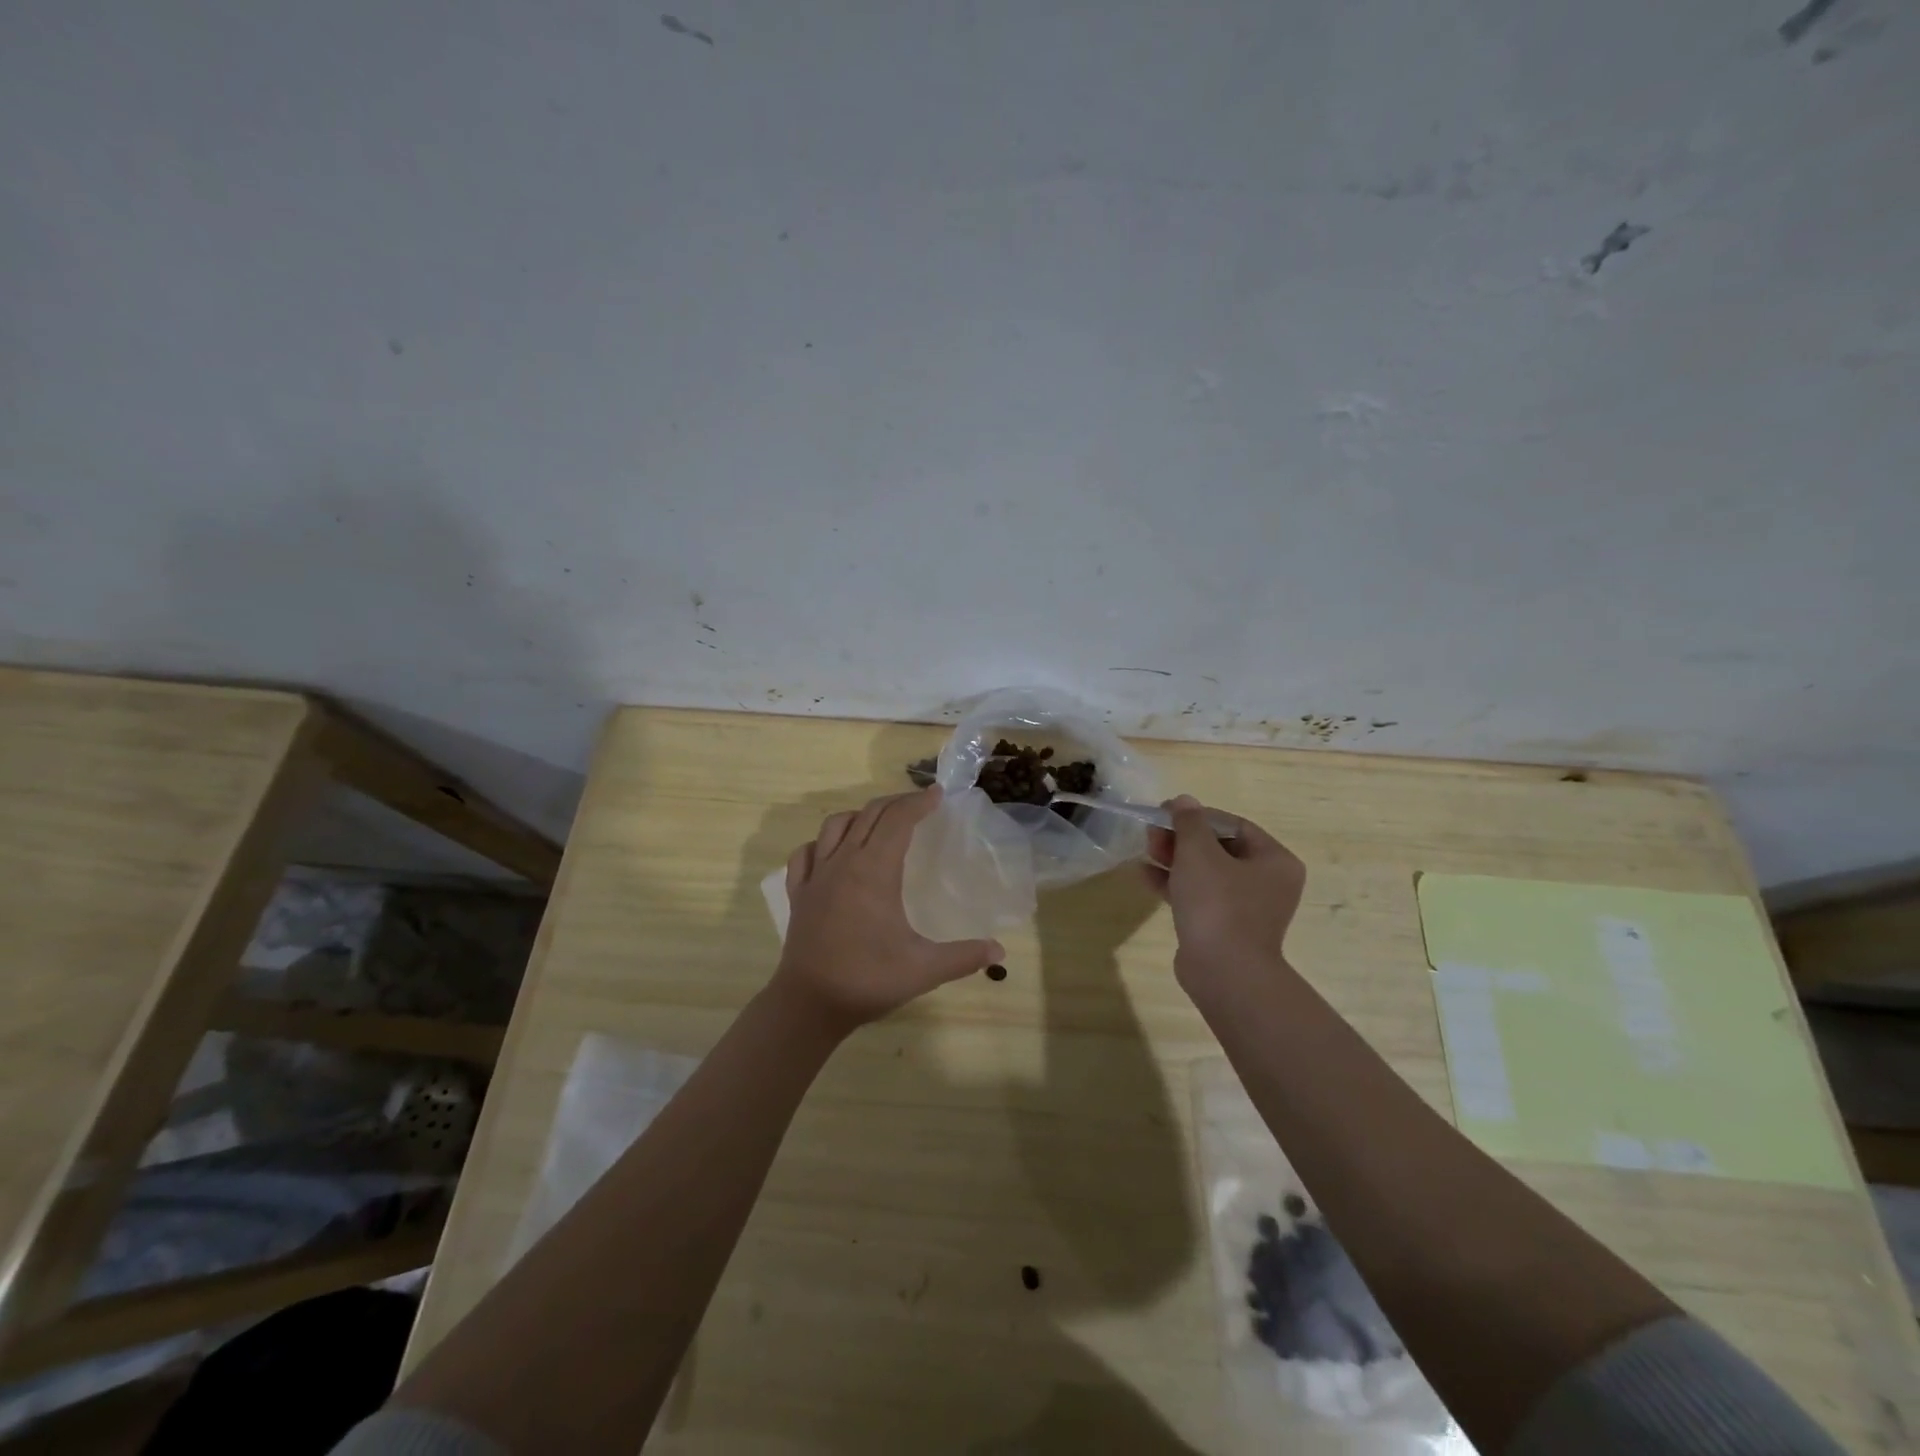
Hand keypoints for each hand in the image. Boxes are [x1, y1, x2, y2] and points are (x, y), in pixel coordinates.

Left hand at [772, 787, 1004, 1035]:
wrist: (808, 1004)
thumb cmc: (867, 980)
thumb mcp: (923, 969)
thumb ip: (964, 957)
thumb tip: (999, 951)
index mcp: (874, 871)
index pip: (898, 820)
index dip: (918, 803)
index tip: (937, 795)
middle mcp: (843, 863)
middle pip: (869, 815)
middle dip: (896, 803)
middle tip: (918, 805)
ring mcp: (816, 876)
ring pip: (835, 826)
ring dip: (860, 816)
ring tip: (879, 822)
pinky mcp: (799, 894)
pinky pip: (806, 854)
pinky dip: (821, 843)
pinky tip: (831, 852)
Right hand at [1144, 796, 1306, 994]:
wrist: (1223, 973)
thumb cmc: (1217, 904)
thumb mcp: (1198, 853)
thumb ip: (1189, 822)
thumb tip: (1184, 800)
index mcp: (1274, 860)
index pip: (1233, 824)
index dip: (1197, 815)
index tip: (1165, 813)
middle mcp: (1267, 882)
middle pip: (1219, 848)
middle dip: (1181, 838)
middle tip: (1151, 833)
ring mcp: (1246, 908)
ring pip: (1206, 873)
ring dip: (1174, 859)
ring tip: (1145, 850)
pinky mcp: (1224, 927)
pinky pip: (1199, 896)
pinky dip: (1175, 884)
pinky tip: (1145, 876)